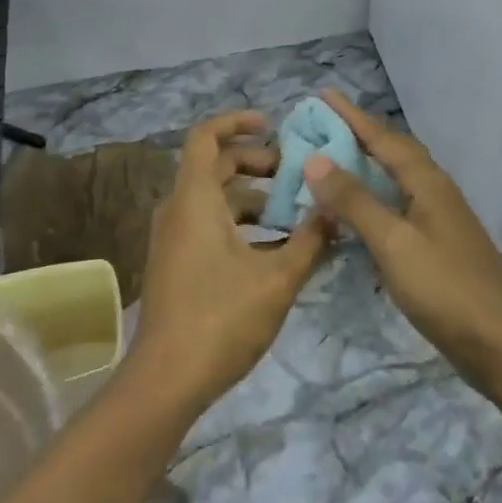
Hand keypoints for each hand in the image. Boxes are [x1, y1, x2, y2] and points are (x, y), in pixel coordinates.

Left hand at [132, 112, 333, 411]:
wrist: (167, 380)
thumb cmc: (221, 318)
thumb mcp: (277, 278)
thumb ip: (309, 240)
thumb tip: (334, 211)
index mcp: (195, 199)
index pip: (206, 136)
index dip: (237, 122)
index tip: (271, 125)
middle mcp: (178, 209)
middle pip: (214, 165)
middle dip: (255, 162)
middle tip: (293, 174)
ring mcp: (173, 237)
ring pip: (213, 198)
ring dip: (251, 196)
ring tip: (293, 212)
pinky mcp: (175, 262)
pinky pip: (207, 223)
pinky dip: (238, 223)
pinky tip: (273, 248)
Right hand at [301, 93, 501, 389]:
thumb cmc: (445, 289)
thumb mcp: (393, 243)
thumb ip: (355, 200)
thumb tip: (315, 158)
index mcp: (426, 182)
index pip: (381, 137)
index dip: (350, 115)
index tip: (322, 94)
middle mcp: (435, 190)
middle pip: (393, 150)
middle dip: (358, 134)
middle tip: (321, 125)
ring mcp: (440, 218)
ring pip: (397, 177)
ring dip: (366, 163)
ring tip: (335, 159)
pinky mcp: (439, 244)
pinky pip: (399, 203)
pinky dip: (375, 196)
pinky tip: (361, 211)